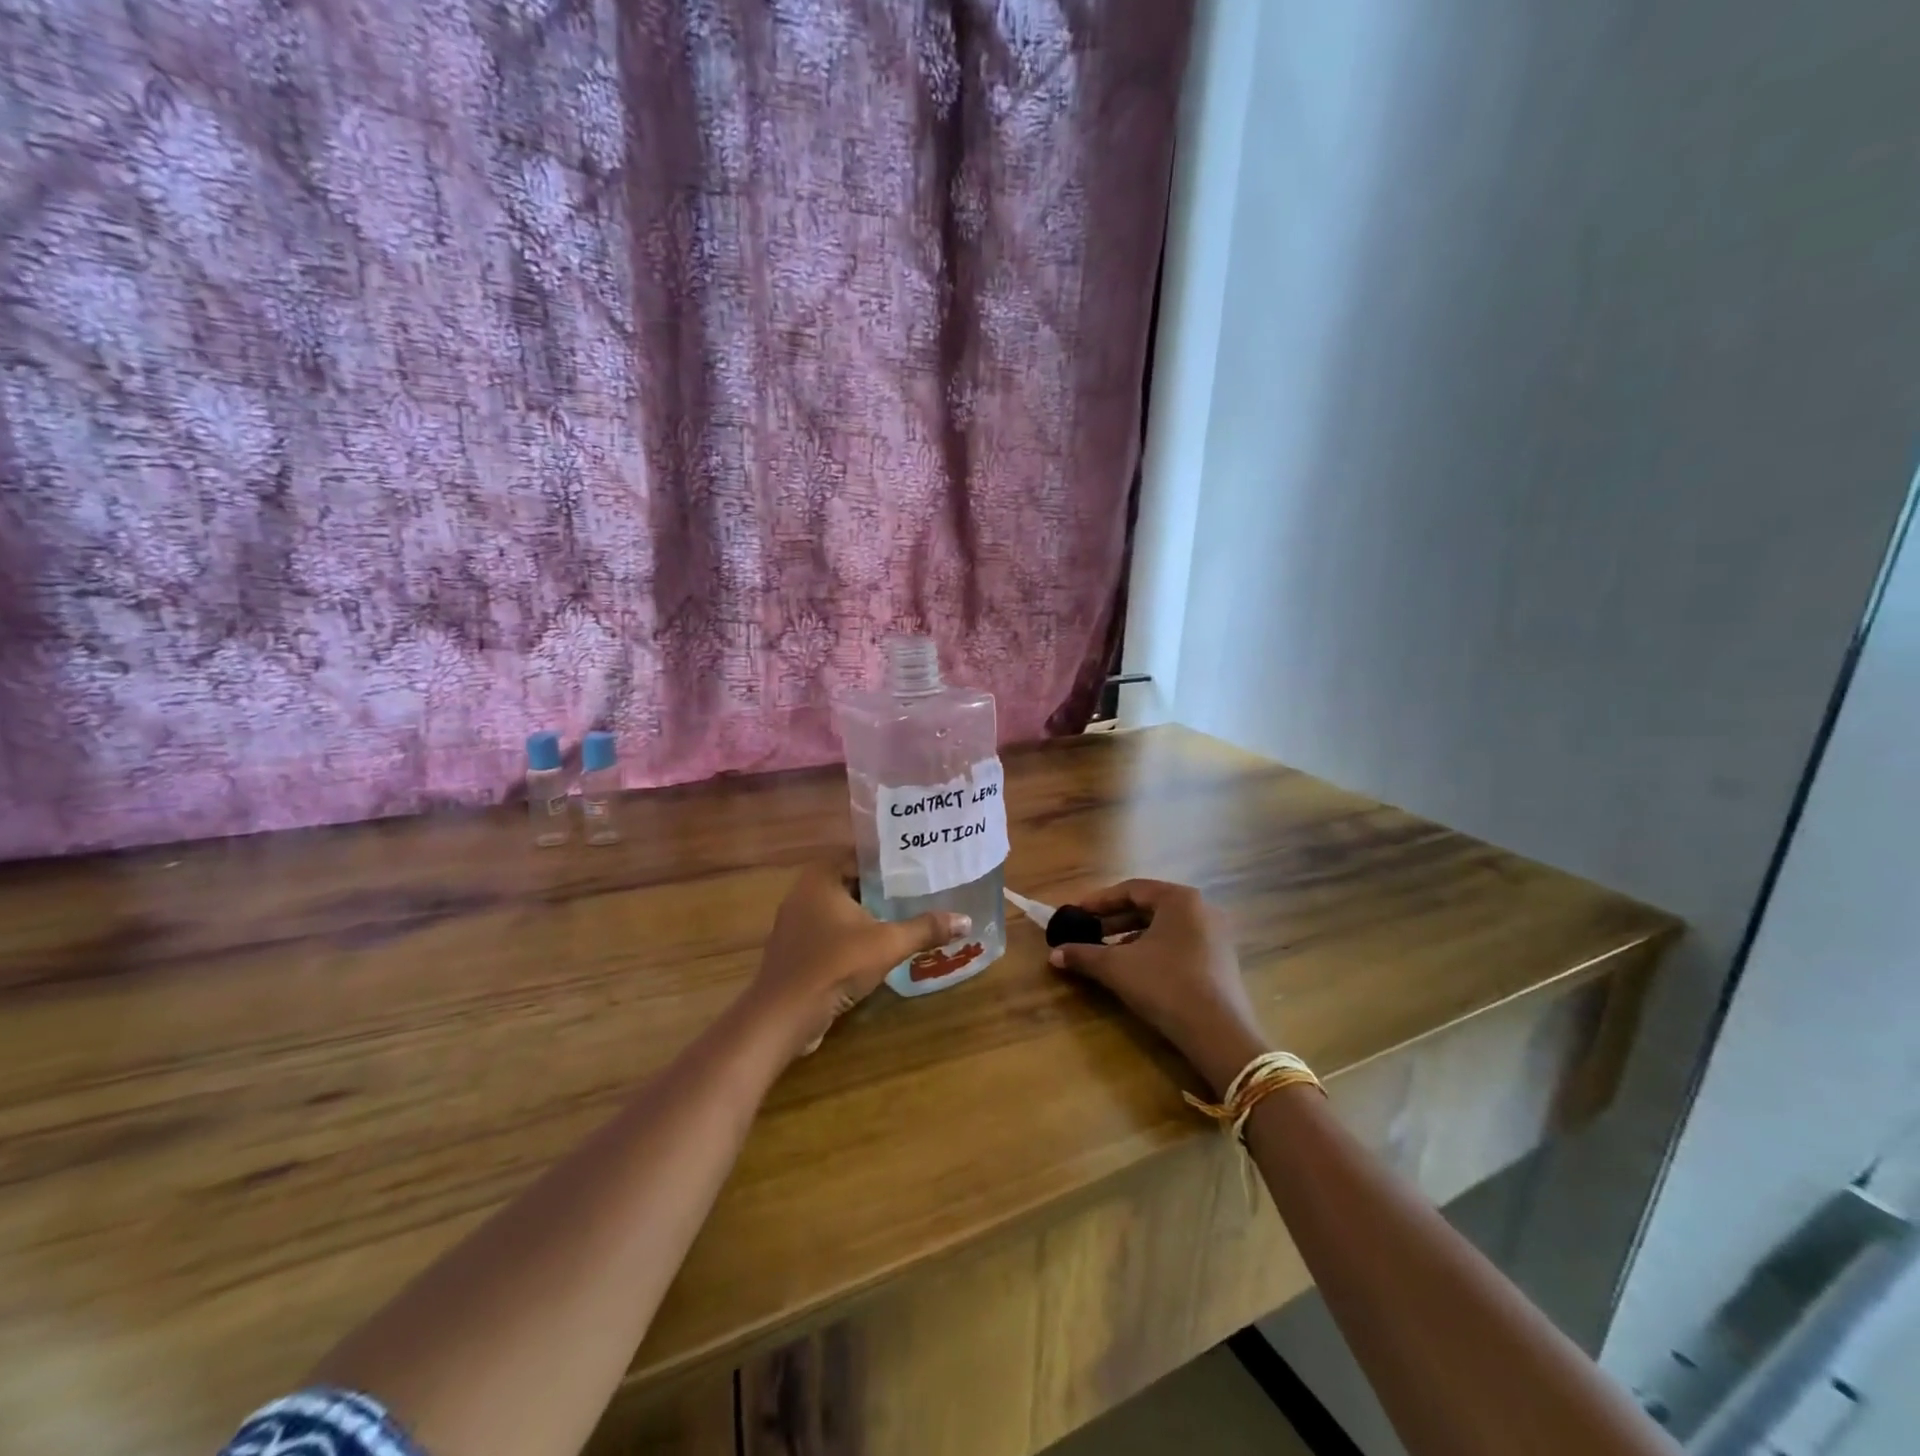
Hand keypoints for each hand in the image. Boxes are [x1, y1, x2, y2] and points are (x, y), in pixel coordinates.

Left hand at [745, 862, 969, 1058]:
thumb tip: (966, 920)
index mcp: (820, 878)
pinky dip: (851, 936)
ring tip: (903, 916)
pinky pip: (828, 933)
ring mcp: (795, 925)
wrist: (783, 1016)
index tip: (915, 864)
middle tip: (917, 890)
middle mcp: (802, 893)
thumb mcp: (888, 944)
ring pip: (839, 910)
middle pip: (849, 882)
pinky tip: (876, 948)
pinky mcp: (795, 952)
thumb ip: (925, 929)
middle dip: (881, 888)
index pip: (858, 855)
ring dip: (866, 914)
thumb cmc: (834, 965)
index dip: (886, 859)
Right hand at [1047, 879, 1267, 1095]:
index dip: (1098, 901)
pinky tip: (1135, 969)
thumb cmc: (1165, 986)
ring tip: (1105, 952)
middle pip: (1148, 907)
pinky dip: (1152, 950)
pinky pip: (1178, 944)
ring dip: (1131, 936)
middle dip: (1113, 920)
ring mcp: (1215, 935)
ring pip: (1163, 927)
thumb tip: (1054, 954)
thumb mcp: (1117, 968)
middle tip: (1086, 932)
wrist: (1219, 1034)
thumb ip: (1084, 955)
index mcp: (1179, 899)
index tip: (1075, 913)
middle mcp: (1201, 909)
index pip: (1131, 889)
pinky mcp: (1220, 961)